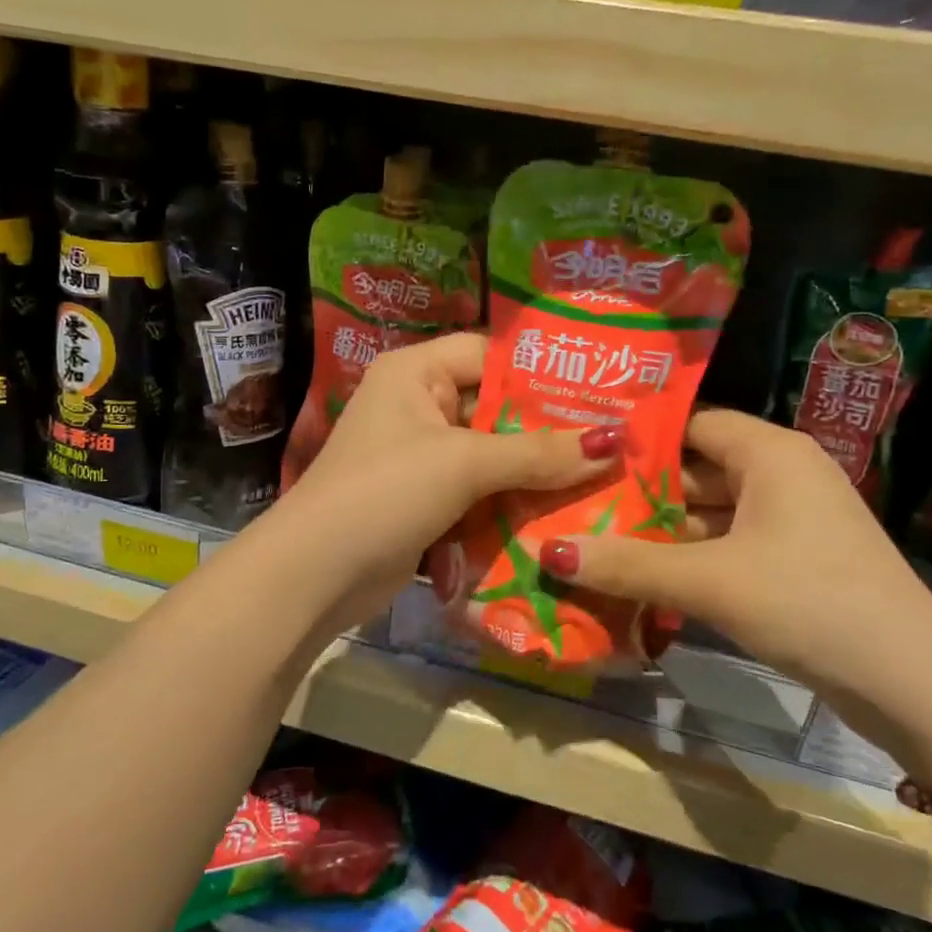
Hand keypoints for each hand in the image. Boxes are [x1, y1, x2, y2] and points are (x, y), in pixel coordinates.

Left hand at [265, 333, 618, 630]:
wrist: (315, 575)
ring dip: (536, 472)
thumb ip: (538, 453)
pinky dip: (512, 502)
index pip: (490, 356)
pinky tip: (563, 513)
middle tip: (616, 440)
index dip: (542, 373)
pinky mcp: (426, 500)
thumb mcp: (463, 464)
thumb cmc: (385, 492)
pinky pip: (480, 491)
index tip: (601, 390)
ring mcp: (421, 457)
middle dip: (549, 430)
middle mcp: (417, 406)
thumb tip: (614, 441)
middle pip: (496, 409)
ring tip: (605, 477)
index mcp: (415, 372)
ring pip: (493, 455)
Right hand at [533, 409, 931, 712]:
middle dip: (641, 488)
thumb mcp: (710, 581)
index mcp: (770, 451)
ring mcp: (793, 517)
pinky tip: (644, 570)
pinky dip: (691, 553)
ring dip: (663, 527)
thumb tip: (546, 552)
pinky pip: (730, 540)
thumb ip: (627, 564)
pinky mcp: (797, 557)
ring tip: (596, 533)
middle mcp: (783, 472)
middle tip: (577, 497)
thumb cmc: (809, 602)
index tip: (582, 452)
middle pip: (696, 467)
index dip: (636, 438)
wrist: (915, 686)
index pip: (689, 422)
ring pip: (711, 508)